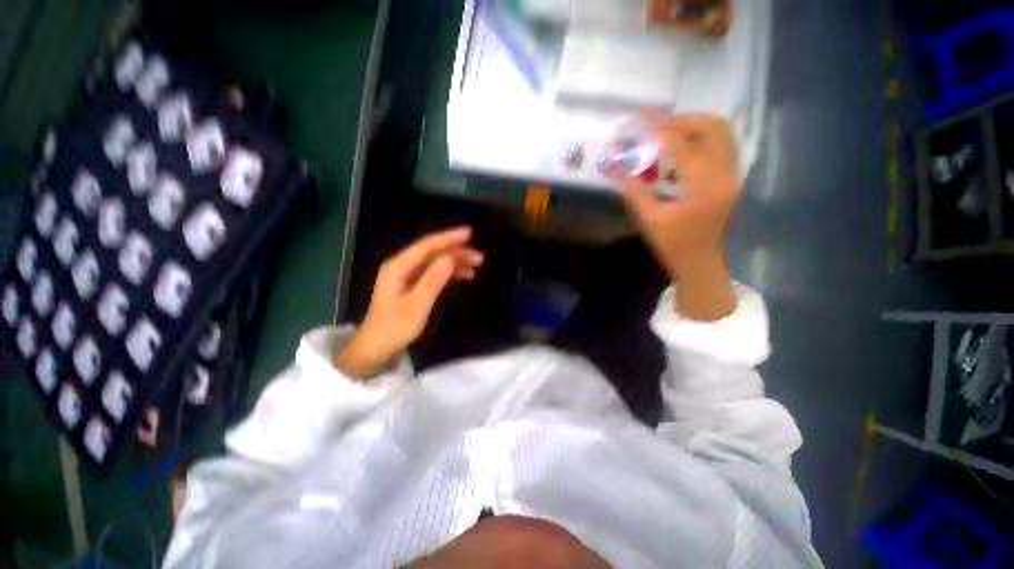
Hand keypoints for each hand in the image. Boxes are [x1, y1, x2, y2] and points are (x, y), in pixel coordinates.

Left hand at [334, 228, 483, 378]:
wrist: (376, 348)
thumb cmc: (395, 328)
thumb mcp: (417, 305)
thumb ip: (433, 280)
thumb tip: (450, 257)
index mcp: (399, 266)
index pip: (427, 245)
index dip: (449, 237)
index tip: (470, 232)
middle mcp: (402, 265)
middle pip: (432, 251)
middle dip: (456, 251)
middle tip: (479, 256)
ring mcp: (406, 275)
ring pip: (435, 261)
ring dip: (455, 261)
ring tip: (476, 265)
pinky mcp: (411, 284)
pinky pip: (433, 272)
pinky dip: (449, 272)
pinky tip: (464, 275)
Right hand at [621, 114, 738, 320]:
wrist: (701, 263)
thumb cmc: (674, 245)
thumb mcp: (649, 220)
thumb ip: (633, 191)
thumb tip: (613, 169)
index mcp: (704, 186)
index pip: (683, 145)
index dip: (660, 128)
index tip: (641, 118)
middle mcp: (726, 174)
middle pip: (713, 128)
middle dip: (683, 120)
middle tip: (656, 124)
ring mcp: (733, 175)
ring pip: (722, 134)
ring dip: (694, 126)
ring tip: (667, 131)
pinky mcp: (731, 178)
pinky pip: (721, 146)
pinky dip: (701, 139)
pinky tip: (680, 149)